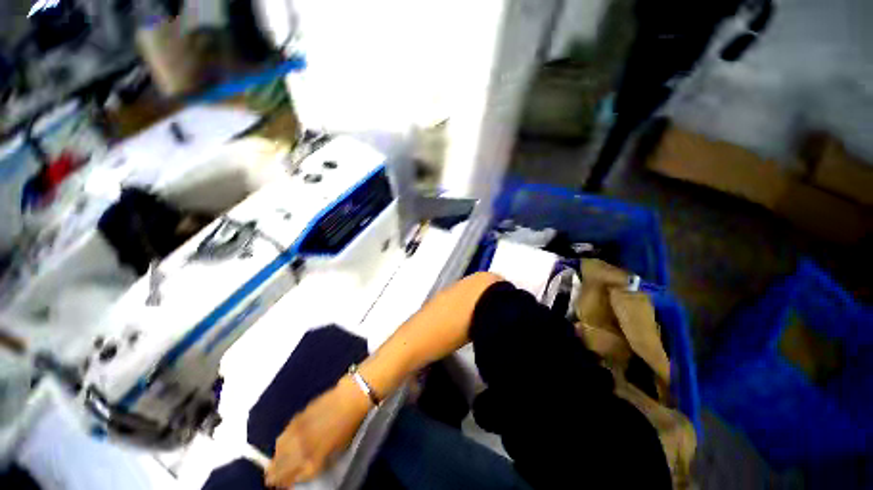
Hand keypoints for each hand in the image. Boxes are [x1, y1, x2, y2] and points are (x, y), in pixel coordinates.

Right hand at [265, 376, 370, 487]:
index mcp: (315, 460)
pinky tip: (280, 445)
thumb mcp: (337, 449)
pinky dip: (280, 442)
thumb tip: (306, 467)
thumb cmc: (350, 425)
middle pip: (282, 467)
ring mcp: (298, 432)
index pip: (295, 478)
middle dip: (275, 475)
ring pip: (279, 451)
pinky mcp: (298, 417)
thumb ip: (319, 461)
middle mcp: (303, 449)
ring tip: (272, 465)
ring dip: (275, 460)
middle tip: (270, 480)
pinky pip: (284, 434)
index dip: (287, 483)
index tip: (284, 486)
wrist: (351, 398)